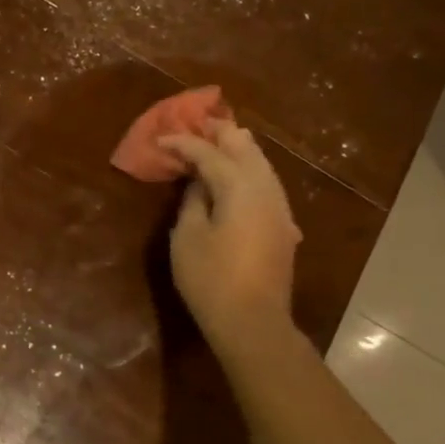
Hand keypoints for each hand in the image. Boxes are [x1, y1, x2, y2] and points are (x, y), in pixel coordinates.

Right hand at [161, 118, 303, 346]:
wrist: (253, 321)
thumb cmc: (211, 278)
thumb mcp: (188, 236)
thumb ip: (193, 201)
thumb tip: (199, 183)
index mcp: (239, 187)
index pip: (208, 154)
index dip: (183, 143)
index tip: (161, 138)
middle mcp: (265, 189)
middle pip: (244, 149)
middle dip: (220, 134)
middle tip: (199, 122)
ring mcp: (279, 207)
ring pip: (261, 164)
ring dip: (239, 149)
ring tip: (221, 138)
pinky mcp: (283, 225)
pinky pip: (266, 183)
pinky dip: (250, 169)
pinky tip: (241, 174)